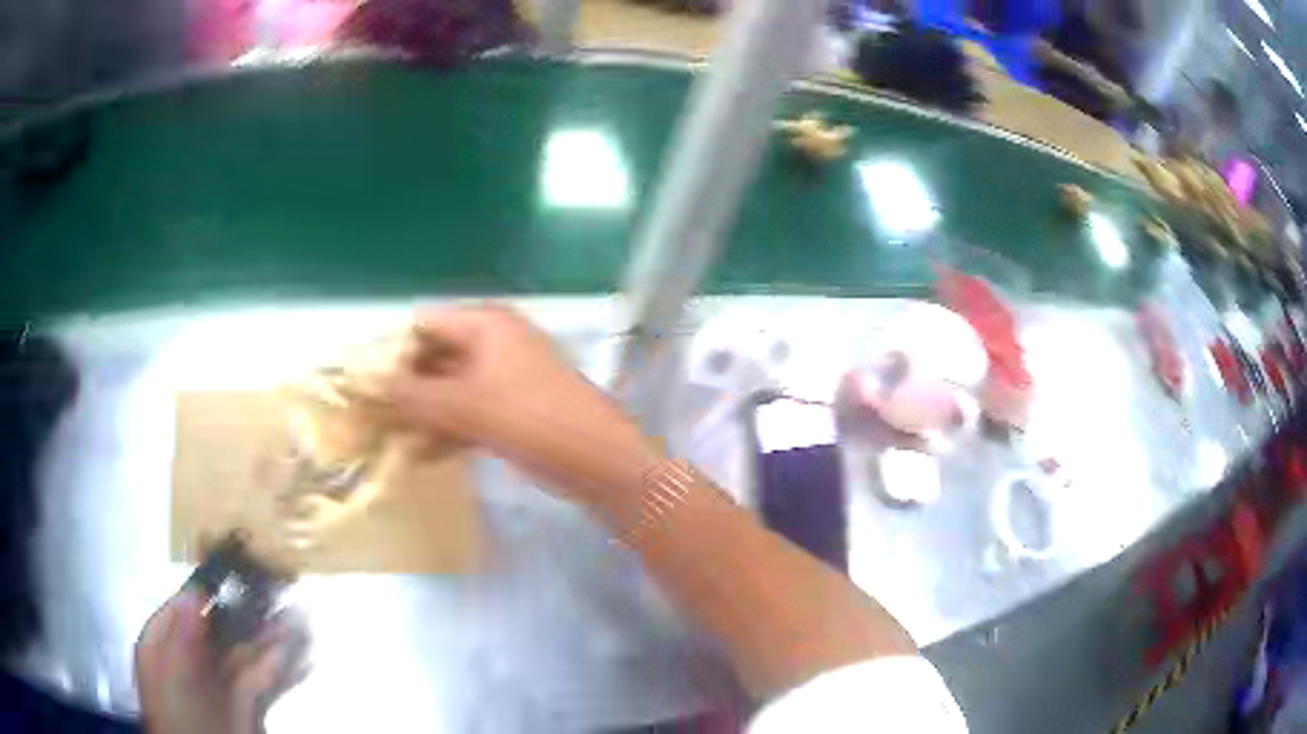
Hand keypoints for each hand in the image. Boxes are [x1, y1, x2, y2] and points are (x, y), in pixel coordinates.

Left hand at [135, 590, 307, 733]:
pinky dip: (277, 665)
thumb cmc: (177, 715)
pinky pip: (259, 678)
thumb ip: (182, 635)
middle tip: (272, 591)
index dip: (205, 589)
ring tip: (294, 618)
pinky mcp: (242, 704)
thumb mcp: (172, 674)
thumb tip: (194, 593)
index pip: (182, 608)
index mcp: (163, 647)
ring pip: (242, 652)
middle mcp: (190, 660)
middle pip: (216, 628)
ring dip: (267, 637)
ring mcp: (217, 684)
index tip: (231, 569)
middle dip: (245, 612)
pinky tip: (294, 653)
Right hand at [382, 305, 660, 504]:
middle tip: (369, 416)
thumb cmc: (533, 421)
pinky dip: (447, 429)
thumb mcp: (466, 407)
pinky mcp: (515, 410)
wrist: (600, 463)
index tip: (361, 383)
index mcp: (486, 325)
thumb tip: (366, 381)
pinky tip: (421, 453)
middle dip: (404, 386)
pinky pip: (470, 412)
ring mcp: (506, 378)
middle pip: (436, 356)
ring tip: (387, 438)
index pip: (424, 325)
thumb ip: (413, 395)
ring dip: (422, 412)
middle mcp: (494, 343)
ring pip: (451, 388)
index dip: (391, 351)